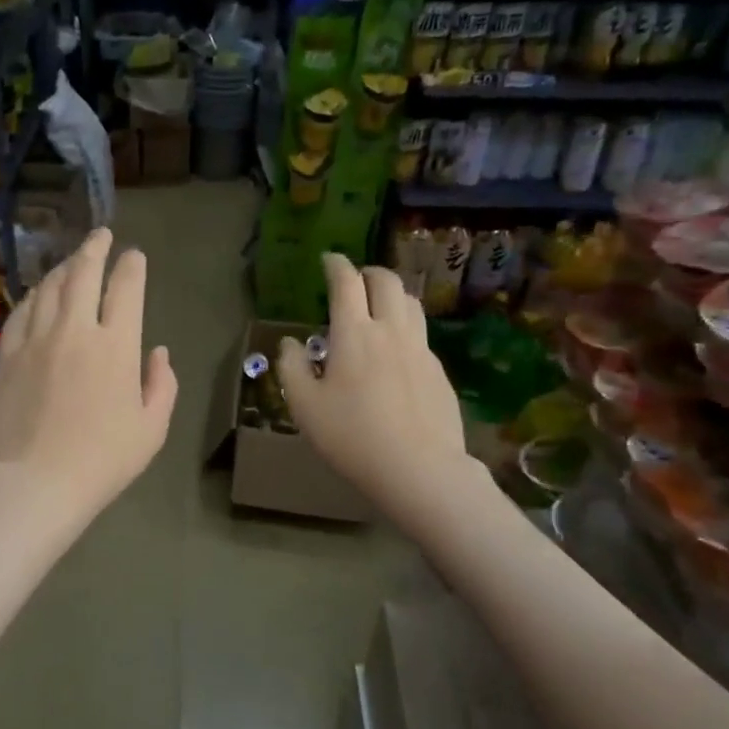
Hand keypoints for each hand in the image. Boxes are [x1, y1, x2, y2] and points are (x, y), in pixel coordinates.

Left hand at [0, 227, 176, 529]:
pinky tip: (38, 295)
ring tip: (72, 261)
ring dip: (64, 267)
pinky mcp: (7, 355)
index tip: (134, 255)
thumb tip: (158, 352)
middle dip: (95, 248)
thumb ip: (161, 384)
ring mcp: (35, 339)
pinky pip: (21, 312)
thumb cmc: (102, 461)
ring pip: (49, 287)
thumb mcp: (152, 429)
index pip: (126, 288)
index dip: (132, 266)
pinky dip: (33, 296)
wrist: (35, 483)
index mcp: (116, 346)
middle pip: (83, 273)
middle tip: (101, 235)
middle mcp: (74, 330)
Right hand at [275, 254, 476, 538]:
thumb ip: (292, 368)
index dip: (336, 265)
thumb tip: (290, 343)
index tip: (328, 259)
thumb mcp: (305, 407)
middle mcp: (391, 330)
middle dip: (368, 272)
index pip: (346, 282)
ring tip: (379, 306)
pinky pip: (421, 334)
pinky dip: (405, 326)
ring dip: (392, 294)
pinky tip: (396, 351)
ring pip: (411, 303)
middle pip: (386, 282)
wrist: (419, 469)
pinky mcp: (439, 371)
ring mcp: (420, 349)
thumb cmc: (352, 437)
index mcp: (354, 333)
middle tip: (355, 280)